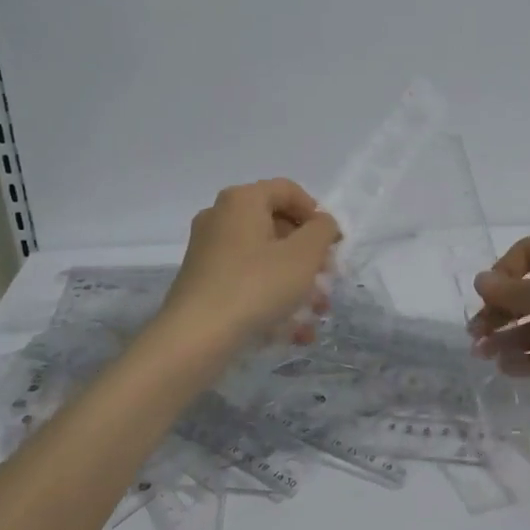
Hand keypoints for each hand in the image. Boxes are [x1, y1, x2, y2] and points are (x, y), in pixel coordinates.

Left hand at [162, 179, 341, 347]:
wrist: (196, 338)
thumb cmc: (256, 285)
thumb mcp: (304, 255)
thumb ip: (322, 230)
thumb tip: (322, 223)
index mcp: (242, 200)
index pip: (287, 191)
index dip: (316, 214)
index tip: (333, 244)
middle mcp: (221, 218)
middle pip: (276, 226)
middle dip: (309, 255)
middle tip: (327, 279)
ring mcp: (209, 251)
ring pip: (264, 259)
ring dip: (296, 283)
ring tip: (317, 313)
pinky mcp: (204, 283)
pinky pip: (248, 281)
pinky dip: (272, 299)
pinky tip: (294, 332)